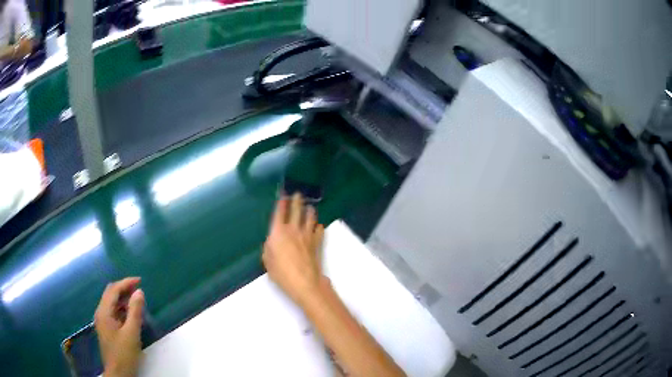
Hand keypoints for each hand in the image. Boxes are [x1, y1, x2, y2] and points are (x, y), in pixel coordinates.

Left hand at [94, 277, 144, 376]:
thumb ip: (135, 312)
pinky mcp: (106, 328)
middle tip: (139, 289)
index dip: (126, 283)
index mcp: (104, 312)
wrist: (118, 373)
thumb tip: (139, 292)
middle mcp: (100, 313)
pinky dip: (122, 309)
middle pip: (110, 294)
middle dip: (124, 289)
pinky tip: (131, 314)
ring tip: (137, 301)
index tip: (140, 281)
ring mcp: (102, 321)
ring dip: (123, 299)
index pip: (113, 290)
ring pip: (112, 303)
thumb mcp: (132, 333)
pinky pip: (113, 312)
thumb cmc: (124, 354)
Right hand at [263, 193, 324, 305]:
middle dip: (297, 201)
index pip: (280, 213)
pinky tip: (318, 226)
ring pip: (310, 217)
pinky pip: (319, 230)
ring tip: (310, 207)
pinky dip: (318, 226)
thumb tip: (273, 241)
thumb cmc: (281, 273)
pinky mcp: (316, 243)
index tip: (283, 195)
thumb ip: (269, 247)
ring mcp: (307, 235)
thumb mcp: (267, 260)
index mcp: (278, 232)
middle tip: (298, 194)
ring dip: (309, 211)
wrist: (304, 282)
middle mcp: (293, 229)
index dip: (281, 203)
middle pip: (296, 210)